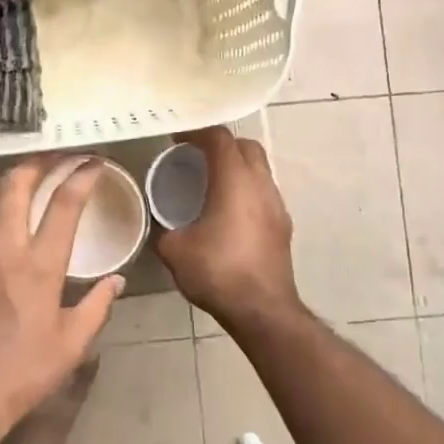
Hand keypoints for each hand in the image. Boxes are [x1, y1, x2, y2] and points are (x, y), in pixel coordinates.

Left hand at [0, 158, 124, 437]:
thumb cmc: (26, 371)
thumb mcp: (74, 344)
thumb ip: (98, 306)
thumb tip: (117, 281)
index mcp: (41, 265)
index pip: (65, 204)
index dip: (82, 176)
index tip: (93, 164)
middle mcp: (4, 248)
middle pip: (16, 183)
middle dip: (37, 162)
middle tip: (54, 159)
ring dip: (1, 181)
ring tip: (16, 180)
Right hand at [153, 127, 298, 326]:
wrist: (262, 310)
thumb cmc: (217, 272)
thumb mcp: (174, 249)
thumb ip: (164, 228)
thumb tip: (160, 223)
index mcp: (234, 180)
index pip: (219, 138)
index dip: (197, 133)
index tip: (177, 139)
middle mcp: (260, 184)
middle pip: (246, 146)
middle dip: (221, 144)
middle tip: (195, 155)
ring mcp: (276, 205)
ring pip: (259, 169)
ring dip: (237, 166)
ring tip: (211, 182)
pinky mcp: (283, 225)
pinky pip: (263, 192)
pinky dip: (246, 189)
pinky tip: (228, 211)